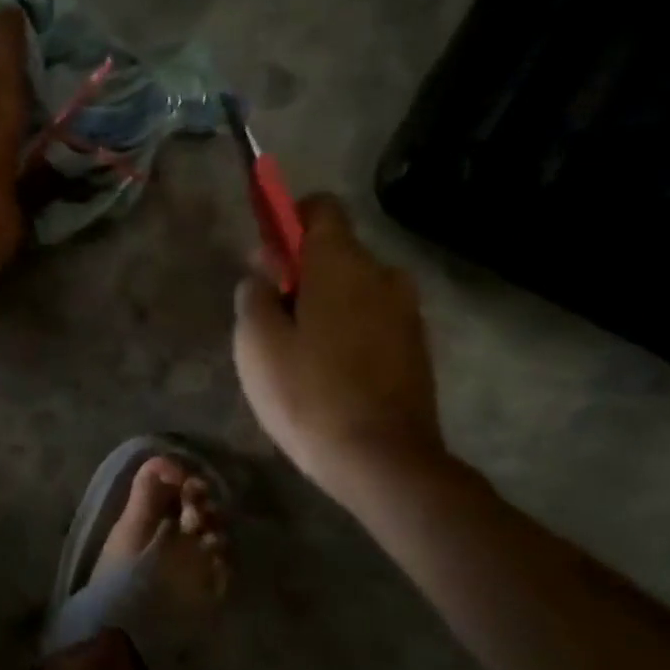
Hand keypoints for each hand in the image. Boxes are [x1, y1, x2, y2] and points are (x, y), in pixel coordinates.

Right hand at [233, 194, 446, 504]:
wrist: (382, 461)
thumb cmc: (307, 393)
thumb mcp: (256, 342)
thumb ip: (254, 294)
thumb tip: (263, 272)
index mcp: (341, 264)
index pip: (321, 208)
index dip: (289, 218)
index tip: (267, 254)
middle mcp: (382, 276)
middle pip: (336, 252)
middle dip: (301, 271)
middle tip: (271, 316)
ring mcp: (406, 313)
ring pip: (356, 289)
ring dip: (326, 303)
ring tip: (299, 351)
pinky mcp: (416, 348)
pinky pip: (373, 319)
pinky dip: (349, 330)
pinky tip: (328, 372)